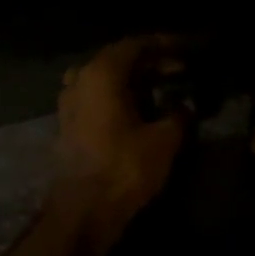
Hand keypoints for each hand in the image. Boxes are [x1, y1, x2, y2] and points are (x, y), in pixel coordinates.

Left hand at [52, 36, 187, 241]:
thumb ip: (179, 115)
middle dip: (150, 61)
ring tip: (161, 87)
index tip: (186, 48)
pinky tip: (139, 109)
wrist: (83, 211)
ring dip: (133, 79)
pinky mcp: (68, 125)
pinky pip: (97, 97)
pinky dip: (119, 96)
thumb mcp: (164, 140)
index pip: (136, 44)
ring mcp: (69, 102)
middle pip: (118, 59)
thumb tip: (186, 106)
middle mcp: (81, 79)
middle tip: (179, 69)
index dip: (164, 44)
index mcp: (102, 73)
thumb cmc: (125, 168)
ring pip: (105, 79)